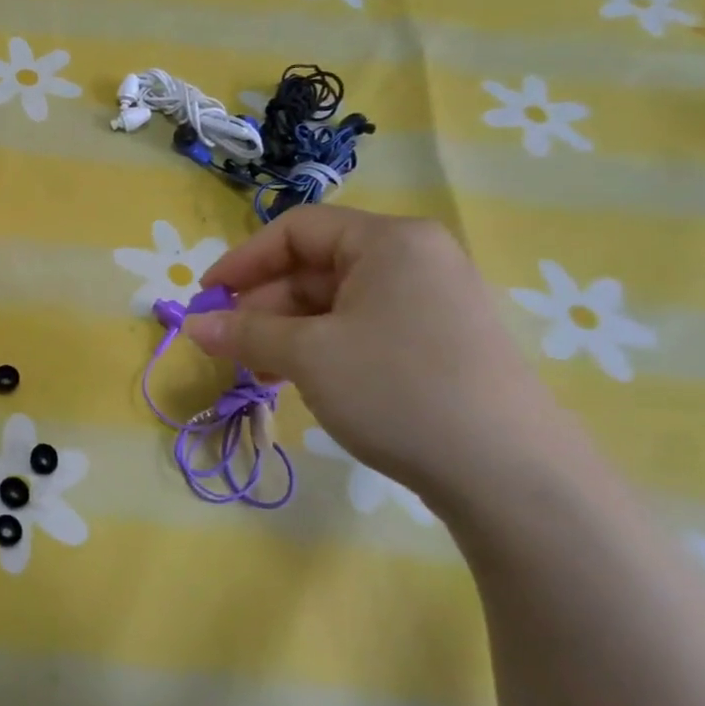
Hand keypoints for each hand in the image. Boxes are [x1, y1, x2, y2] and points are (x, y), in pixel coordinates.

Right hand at [189, 206, 570, 503]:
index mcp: (389, 242)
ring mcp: (430, 303)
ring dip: (286, 333)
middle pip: (314, 266)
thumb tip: (193, 326)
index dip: (243, 261)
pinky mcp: (438, 343)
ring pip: (334, 303)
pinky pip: (361, 329)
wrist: (510, 475)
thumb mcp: (307, 356)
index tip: (206, 298)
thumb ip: (245, 333)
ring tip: (259, 374)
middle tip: (230, 346)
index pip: (296, 230)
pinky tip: (299, 382)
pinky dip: (320, 349)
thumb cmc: (398, 389)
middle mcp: (414, 260)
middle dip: (263, 305)